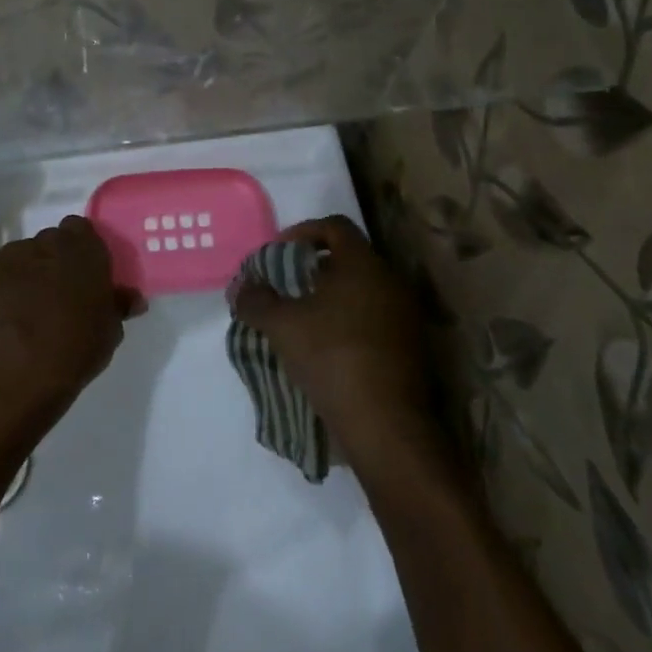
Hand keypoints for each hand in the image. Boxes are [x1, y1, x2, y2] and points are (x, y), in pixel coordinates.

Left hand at [0, 215, 142, 429]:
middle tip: (58, 294)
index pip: (82, 229)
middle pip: (51, 242)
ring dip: (26, 275)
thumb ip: (117, 305)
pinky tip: (2, 317)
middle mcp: (47, 242)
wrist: (17, 369)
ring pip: (22, 257)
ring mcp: (11, 255)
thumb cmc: (75, 347)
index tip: (85, 274)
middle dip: (54, 261)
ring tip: (25, 310)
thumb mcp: (109, 331)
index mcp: (84, 249)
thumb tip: (131, 298)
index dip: (82, 250)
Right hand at [230, 216, 442, 464]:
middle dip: (312, 269)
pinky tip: (325, 348)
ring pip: (361, 291)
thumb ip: (256, 300)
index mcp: (363, 264)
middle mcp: (390, 280)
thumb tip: (241, 288)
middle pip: (348, 258)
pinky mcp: (410, 346)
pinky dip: (348, 322)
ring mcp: (405, 315)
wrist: (386, 425)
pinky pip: (374, 318)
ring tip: (300, 321)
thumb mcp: (281, 326)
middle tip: (285, 288)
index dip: (302, 232)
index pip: (334, 226)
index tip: (278, 255)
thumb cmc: (332, 358)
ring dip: (330, 298)